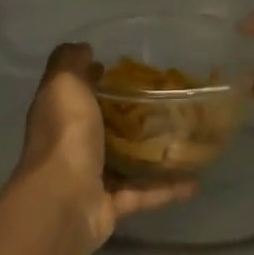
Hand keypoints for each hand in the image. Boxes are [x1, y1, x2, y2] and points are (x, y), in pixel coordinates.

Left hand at [13, 43, 196, 254]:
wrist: (64, 202)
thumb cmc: (65, 136)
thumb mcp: (63, 85)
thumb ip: (69, 63)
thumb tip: (82, 48)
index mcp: (58, 116)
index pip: (73, 93)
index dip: (90, 78)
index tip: (116, 68)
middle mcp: (71, 146)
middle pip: (99, 127)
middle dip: (125, 116)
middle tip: (162, 101)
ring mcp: (90, 179)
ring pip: (123, 163)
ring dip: (148, 154)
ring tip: (182, 139)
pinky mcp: (110, 206)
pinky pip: (144, 194)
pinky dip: (167, 190)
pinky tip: (195, 182)